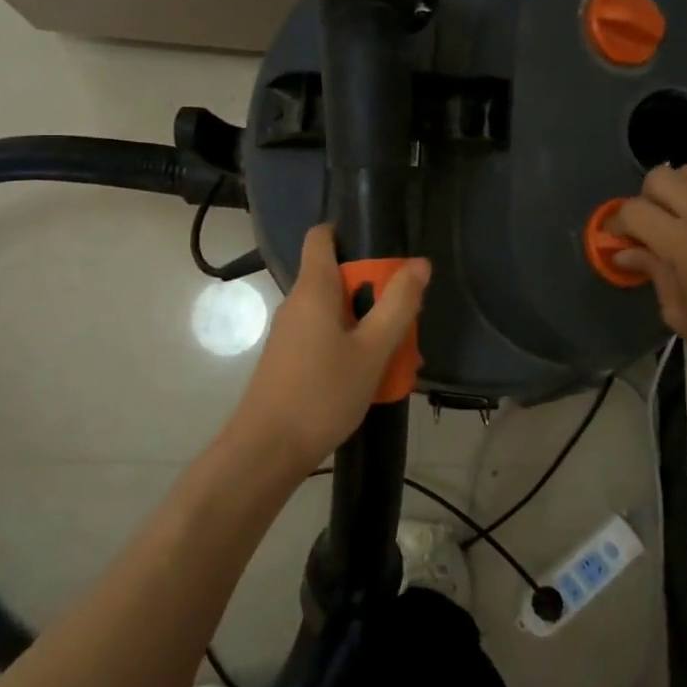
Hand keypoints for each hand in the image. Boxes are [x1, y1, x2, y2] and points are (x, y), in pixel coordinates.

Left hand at [229, 224, 430, 471]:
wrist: (267, 452)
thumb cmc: (322, 394)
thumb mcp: (372, 350)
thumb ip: (398, 305)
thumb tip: (419, 264)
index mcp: (314, 289)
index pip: (322, 236)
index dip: (351, 234)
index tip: (385, 255)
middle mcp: (297, 303)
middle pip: (339, 278)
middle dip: (376, 292)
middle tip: (406, 319)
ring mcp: (290, 333)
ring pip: (337, 313)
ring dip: (369, 325)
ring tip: (400, 356)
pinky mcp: (290, 359)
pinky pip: (327, 338)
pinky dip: (352, 346)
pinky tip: (374, 379)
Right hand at [611, 164, 686, 400]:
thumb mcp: (680, 315)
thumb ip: (653, 273)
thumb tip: (626, 252)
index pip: (636, 210)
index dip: (617, 222)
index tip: (617, 241)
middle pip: (664, 176)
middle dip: (646, 198)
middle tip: (649, 228)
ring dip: (678, 192)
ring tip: (678, 222)